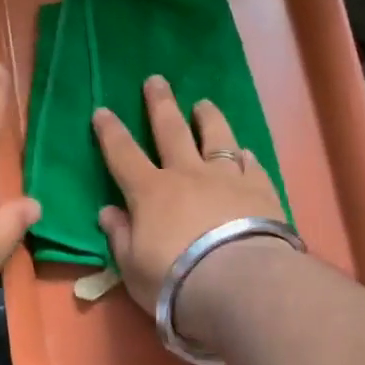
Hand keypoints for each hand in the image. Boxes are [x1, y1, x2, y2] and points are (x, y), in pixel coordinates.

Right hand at [92, 76, 286, 328]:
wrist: (239, 284)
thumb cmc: (174, 280)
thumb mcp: (132, 266)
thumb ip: (120, 236)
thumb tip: (108, 212)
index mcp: (150, 192)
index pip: (123, 154)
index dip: (110, 132)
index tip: (102, 110)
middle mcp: (187, 175)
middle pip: (170, 130)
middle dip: (160, 104)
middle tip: (156, 80)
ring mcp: (226, 179)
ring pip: (216, 137)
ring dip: (208, 118)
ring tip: (204, 103)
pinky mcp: (261, 191)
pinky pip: (252, 165)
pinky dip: (245, 157)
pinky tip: (246, 153)